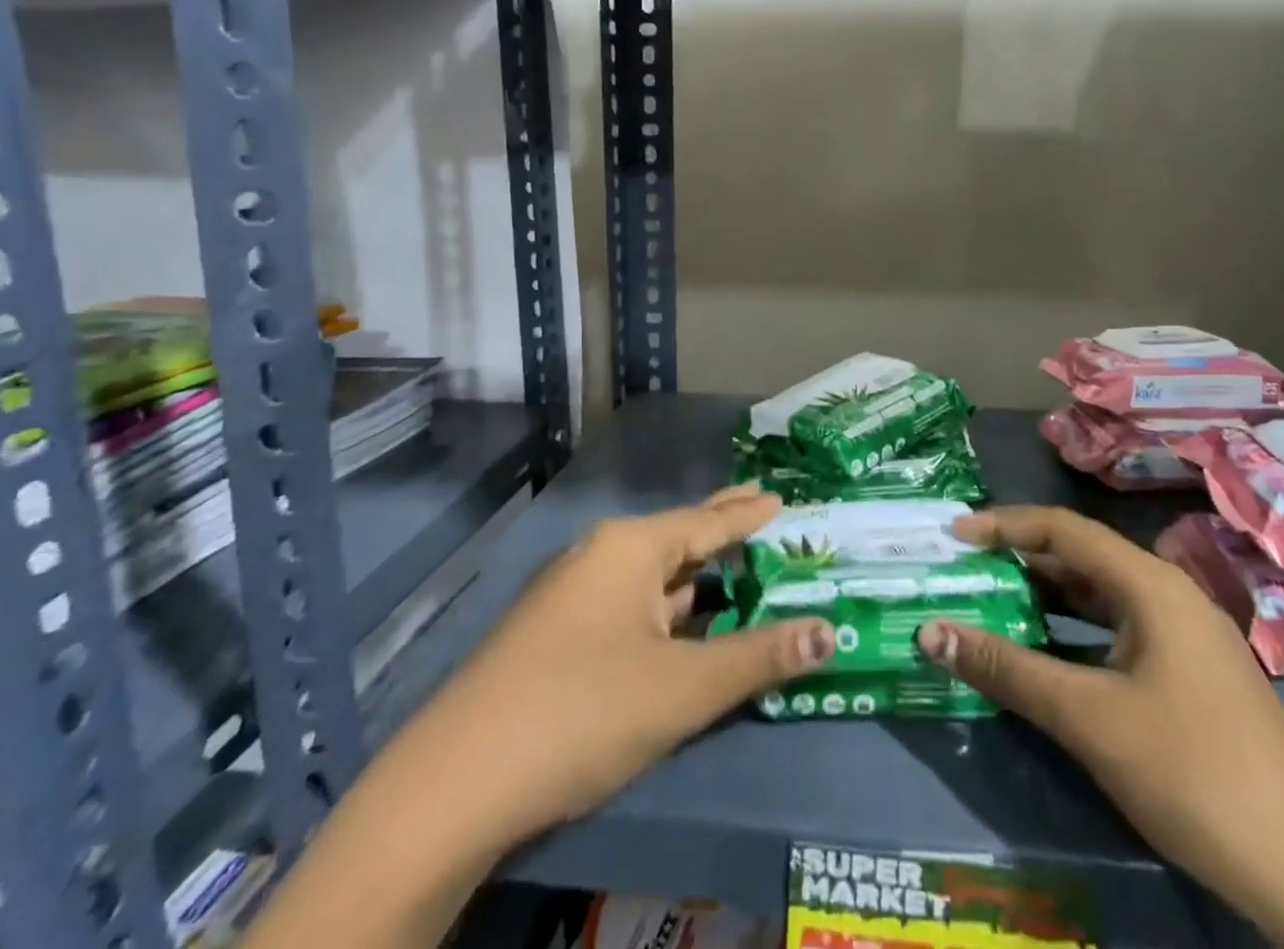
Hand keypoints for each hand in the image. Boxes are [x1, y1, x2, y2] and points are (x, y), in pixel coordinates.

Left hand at [425, 483, 835, 844]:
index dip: (749, 513)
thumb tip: (830, 632)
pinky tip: (684, 627)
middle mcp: (601, 556)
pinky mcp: (556, 635)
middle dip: (722, 532)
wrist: (454, 784)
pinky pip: (629, 607)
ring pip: (652, 579)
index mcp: (631, 548)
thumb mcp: (683, 687)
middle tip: (763, 513)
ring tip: (739, 576)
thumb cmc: (583, 711)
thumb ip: (759, 657)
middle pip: (679, 539)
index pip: (708, 522)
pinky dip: (666, 612)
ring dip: (697, 581)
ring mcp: (573, 595)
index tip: (783, 498)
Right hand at [916, 507, 1283, 948]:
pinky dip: (1074, 635)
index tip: (953, 535)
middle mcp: (1168, 595)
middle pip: (1081, 558)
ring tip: (992, 606)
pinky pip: (1118, 633)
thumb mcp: (1090, 718)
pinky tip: (1046, 657)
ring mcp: (1184, 637)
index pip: (1063, 528)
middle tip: (965, 573)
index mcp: (1151, 584)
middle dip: (1020, 562)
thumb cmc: (1194, 773)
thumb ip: (1008, 669)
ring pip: (1100, 598)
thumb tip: (930, 632)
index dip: (1004, 525)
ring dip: (1046, 600)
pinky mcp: (1191, 676)